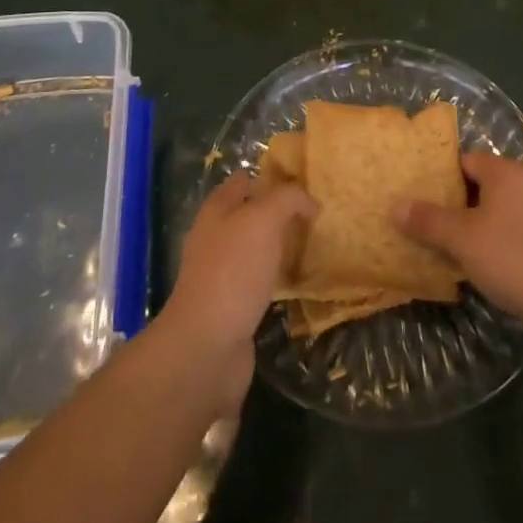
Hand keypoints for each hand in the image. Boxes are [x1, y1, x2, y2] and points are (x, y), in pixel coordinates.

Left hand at [162, 175, 316, 407]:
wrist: (206, 347)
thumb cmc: (233, 272)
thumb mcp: (263, 220)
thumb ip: (287, 200)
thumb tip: (309, 200)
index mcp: (216, 210)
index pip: (243, 179)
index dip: (270, 175)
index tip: (303, 179)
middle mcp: (215, 237)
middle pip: (249, 214)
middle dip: (277, 211)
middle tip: (315, 212)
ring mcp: (221, 273)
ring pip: (255, 248)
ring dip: (278, 245)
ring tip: (312, 243)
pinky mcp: (232, 306)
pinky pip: (259, 280)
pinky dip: (277, 277)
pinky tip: (298, 280)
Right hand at [394, 152, 522, 330]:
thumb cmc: (512, 258)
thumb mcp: (462, 239)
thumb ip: (428, 220)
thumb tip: (396, 206)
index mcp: (505, 172)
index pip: (464, 161)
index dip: (439, 177)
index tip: (418, 196)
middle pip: (481, 185)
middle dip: (455, 203)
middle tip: (428, 223)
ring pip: (498, 211)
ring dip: (476, 225)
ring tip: (450, 247)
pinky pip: (516, 232)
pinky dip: (498, 242)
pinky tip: (485, 265)